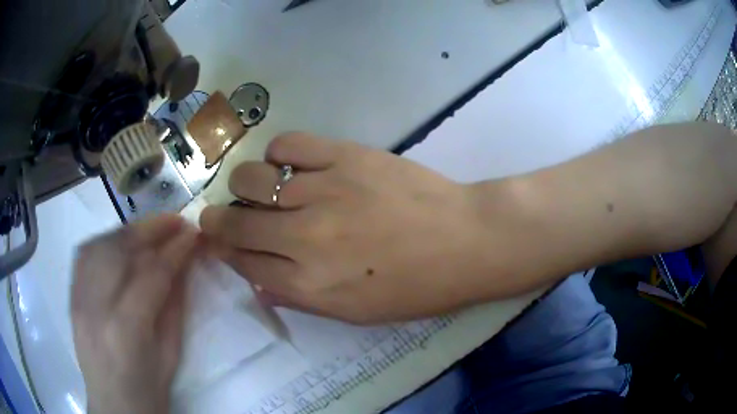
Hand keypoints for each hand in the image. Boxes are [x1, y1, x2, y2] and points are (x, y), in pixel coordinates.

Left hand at [71, 215, 200, 413]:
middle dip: (151, 228)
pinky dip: (105, 240)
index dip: (176, 249)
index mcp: (127, 330)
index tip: (193, 232)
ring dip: (129, 231)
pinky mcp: (71, 296)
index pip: (152, 273)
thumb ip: (175, 304)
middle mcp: (96, 307)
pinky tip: (121, 243)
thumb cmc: (148, 390)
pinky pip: (85, 254)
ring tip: (151, 230)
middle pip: (121, 250)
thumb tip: (185, 263)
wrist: (113, 406)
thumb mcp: (171, 354)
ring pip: (100, 244)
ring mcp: (78, 299)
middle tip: (175, 220)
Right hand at [200, 133, 488, 323]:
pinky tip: (288, 165)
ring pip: (250, 179)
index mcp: (307, 284)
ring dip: (244, 187)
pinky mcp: (344, 155)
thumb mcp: (356, 313)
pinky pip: (288, 145)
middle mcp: (303, 238)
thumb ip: (300, 299)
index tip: (219, 243)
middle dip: (216, 221)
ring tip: (259, 189)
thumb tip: (259, 284)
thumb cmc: (416, 287)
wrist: (465, 241)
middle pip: (235, 224)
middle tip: (219, 216)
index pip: (243, 264)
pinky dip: (277, 154)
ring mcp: (322, 190)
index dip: (225, 252)